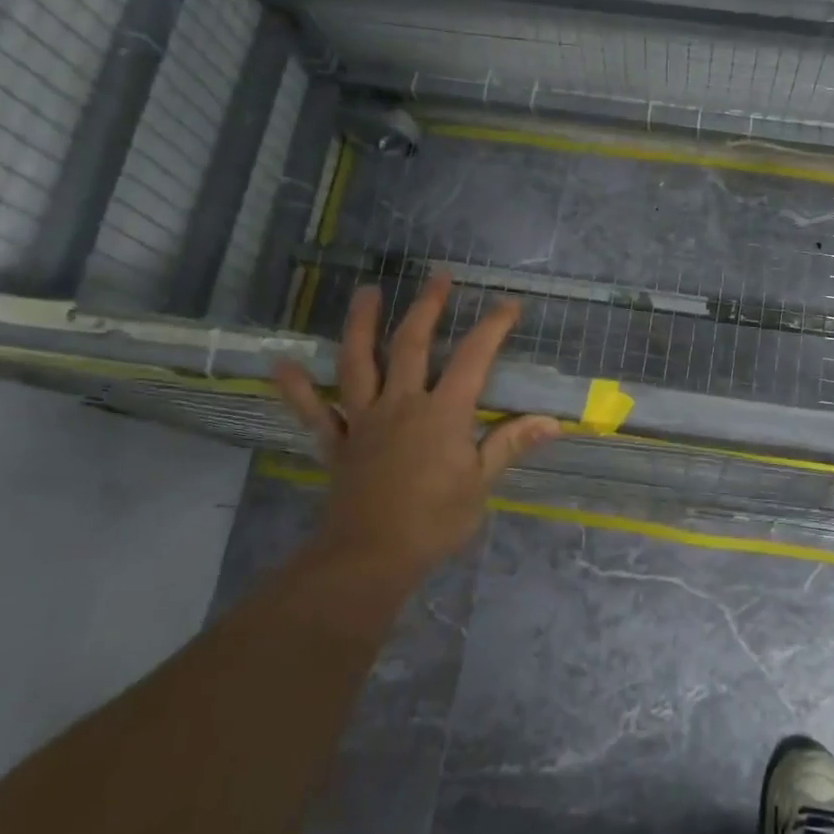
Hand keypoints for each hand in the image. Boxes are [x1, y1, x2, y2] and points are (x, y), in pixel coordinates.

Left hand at [271, 274, 560, 613]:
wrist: (371, 556)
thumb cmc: (434, 521)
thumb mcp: (481, 484)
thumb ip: (509, 445)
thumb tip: (550, 422)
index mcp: (442, 413)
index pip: (472, 359)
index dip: (492, 328)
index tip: (508, 304)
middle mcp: (401, 404)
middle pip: (411, 345)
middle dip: (427, 307)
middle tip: (438, 277)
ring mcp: (364, 420)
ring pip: (358, 362)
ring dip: (361, 324)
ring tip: (366, 292)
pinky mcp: (337, 443)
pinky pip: (314, 412)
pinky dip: (297, 389)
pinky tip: (282, 364)